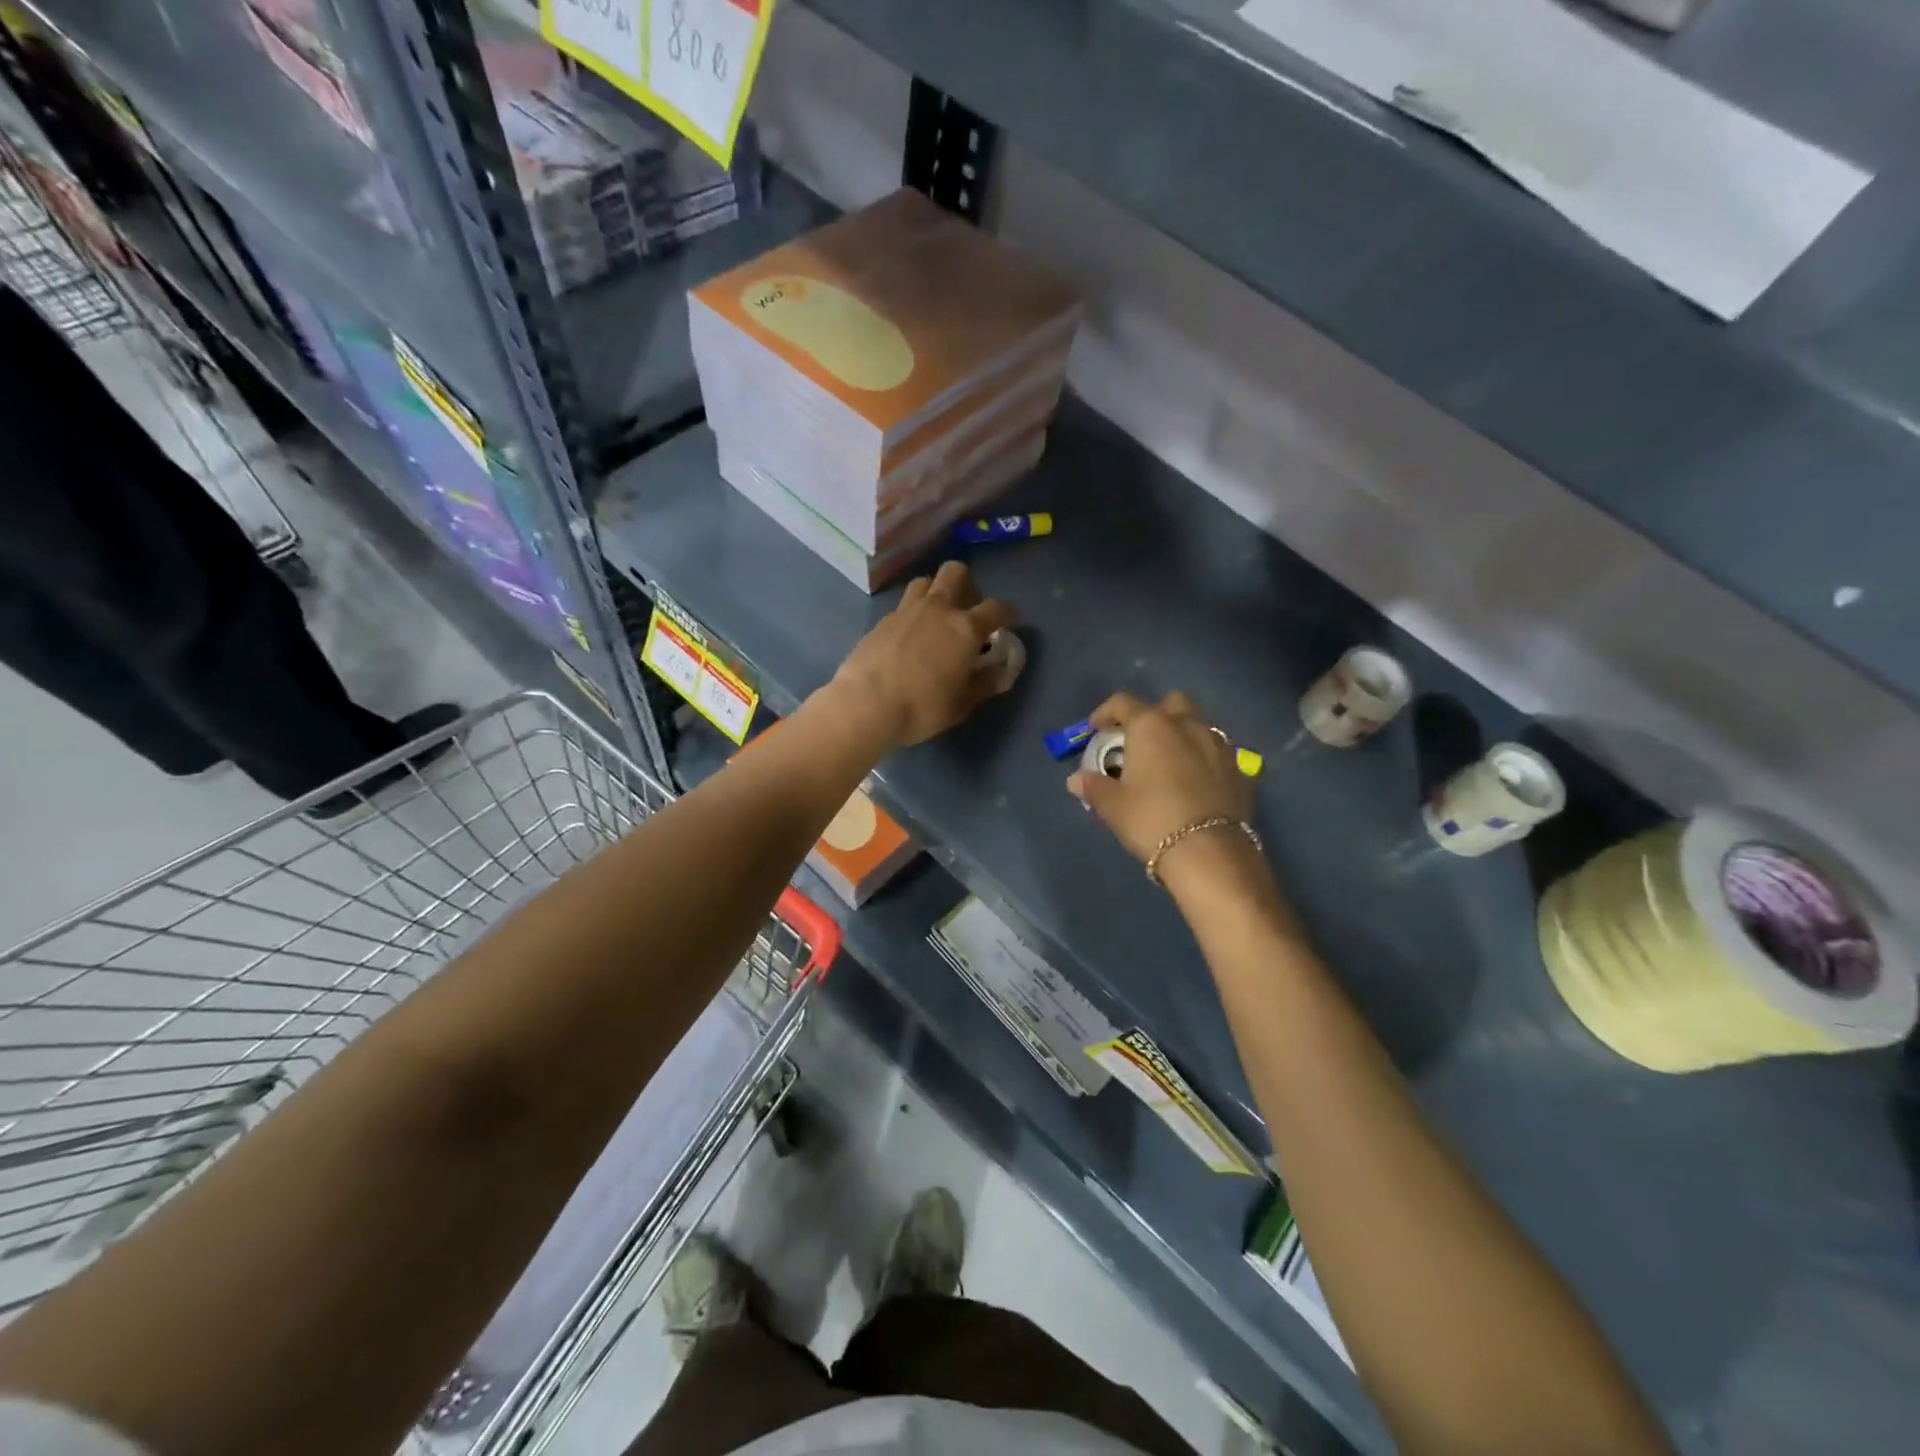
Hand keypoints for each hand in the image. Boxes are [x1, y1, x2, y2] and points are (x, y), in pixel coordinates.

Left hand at [829, 561, 1017, 747]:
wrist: (865, 705)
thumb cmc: (922, 708)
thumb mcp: (961, 704)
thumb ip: (984, 684)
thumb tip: (1002, 672)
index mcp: (965, 628)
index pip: (996, 608)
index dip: (1007, 613)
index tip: (1009, 622)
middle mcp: (937, 609)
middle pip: (955, 573)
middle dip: (967, 584)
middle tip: (967, 609)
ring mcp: (906, 611)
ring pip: (925, 582)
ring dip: (935, 591)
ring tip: (936, 616)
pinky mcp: (881, 621)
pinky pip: (903, 606)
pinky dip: (912, 614)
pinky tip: (909, 636)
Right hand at [1068, 692, 1254, 862]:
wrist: (1210, 853)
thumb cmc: (1152, 819)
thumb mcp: (1112, 806)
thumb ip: (1093, 787)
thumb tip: (1077, 780)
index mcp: (1151, 725)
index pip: (1122, 703)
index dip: (1104, 713)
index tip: (1095, 730)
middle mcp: (1188, 725)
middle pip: (1172, 702)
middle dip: (1155, 714)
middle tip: (1140, 740)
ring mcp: (1219, 745)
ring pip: (1199, 724)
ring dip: (1183, 734)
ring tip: (1169, 762)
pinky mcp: (1240, 770)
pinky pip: (1218, 753)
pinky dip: (1205, 759)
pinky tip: (1196, 782)